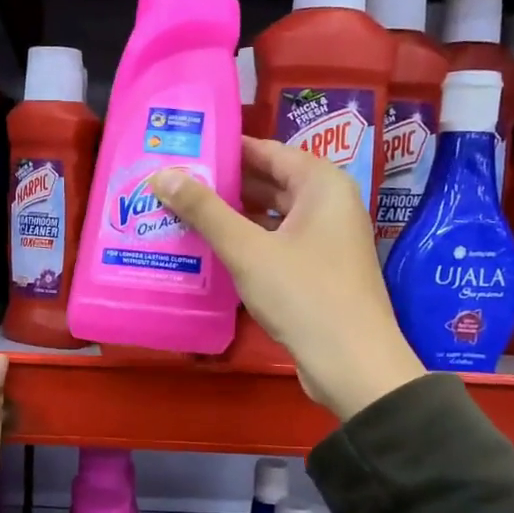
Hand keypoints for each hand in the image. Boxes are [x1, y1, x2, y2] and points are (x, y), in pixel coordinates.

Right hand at [153, 140, 423, 420]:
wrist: (352, 363)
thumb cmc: (303, 295)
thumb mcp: (246, 250)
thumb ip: (204, 210)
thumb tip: (161, 175)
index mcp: (321, 184)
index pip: (266, 151)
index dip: (225, 150)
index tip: (183, 150)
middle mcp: (329, 204)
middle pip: (269, 182)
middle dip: (224, 185)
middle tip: (174, 184)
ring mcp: (326, 240)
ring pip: (272, 216)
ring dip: (232, 217)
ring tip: (183, 215)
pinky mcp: (319, 271)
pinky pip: (277, 244)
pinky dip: (248, 243)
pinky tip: (212, 251)